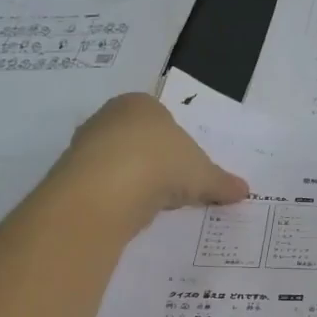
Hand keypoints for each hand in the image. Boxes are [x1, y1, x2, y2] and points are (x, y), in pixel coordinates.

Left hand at [51, 93, 249, 226]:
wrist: (106, 189)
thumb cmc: (161, 164)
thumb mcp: (203, 175)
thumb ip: (222, 182)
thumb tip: (245, 190)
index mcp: (142, 103)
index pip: (164, 120)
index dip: (178, 146)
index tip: (188, 171)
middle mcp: (109, 116)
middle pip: (139, 141)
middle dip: (155, 163)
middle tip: (173, 189)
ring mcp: (85, 144)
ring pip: (118, 163)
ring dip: (135, 182)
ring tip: (152, 205)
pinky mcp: (71, 174)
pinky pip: (102, 185)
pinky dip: (117, 198)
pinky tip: (129, 212)